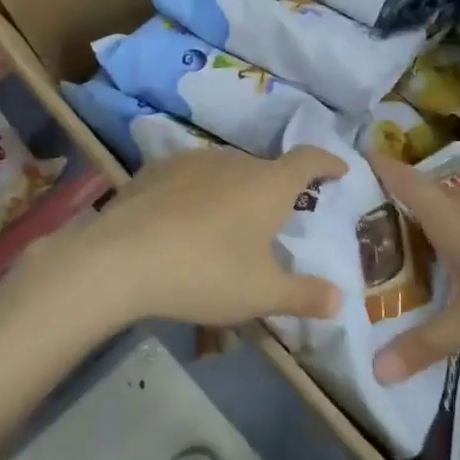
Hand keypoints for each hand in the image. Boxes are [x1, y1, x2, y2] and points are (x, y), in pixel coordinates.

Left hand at [18, 145, 348, 332]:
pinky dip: (198, 193)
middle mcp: (234, 161)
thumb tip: (339, 300)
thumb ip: (304, 296)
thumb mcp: (261, 294)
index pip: (309, 159)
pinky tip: (183, 221)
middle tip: (276, 219)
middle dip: (276, 189)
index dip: (328, 162)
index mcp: (268, 184)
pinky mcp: (155, 170)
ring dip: (234, 191)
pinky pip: (190, 177)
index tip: (339, 169)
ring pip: (225, 172)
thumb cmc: (205, 273)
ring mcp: (192, 160)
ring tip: (226, 224)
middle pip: (265, 169)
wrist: (121, 260)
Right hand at [367, 152, 459, 384]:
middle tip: (357, 233)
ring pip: (444, 203)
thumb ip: (424, 345)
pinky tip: (452, 258)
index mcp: (445, 213)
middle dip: (386, 205)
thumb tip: (377, 371)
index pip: (396, 176)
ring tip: (398, 249)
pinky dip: (448, 226)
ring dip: (420, 219)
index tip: (338, 173)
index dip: (367, 167)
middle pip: (415, 190)